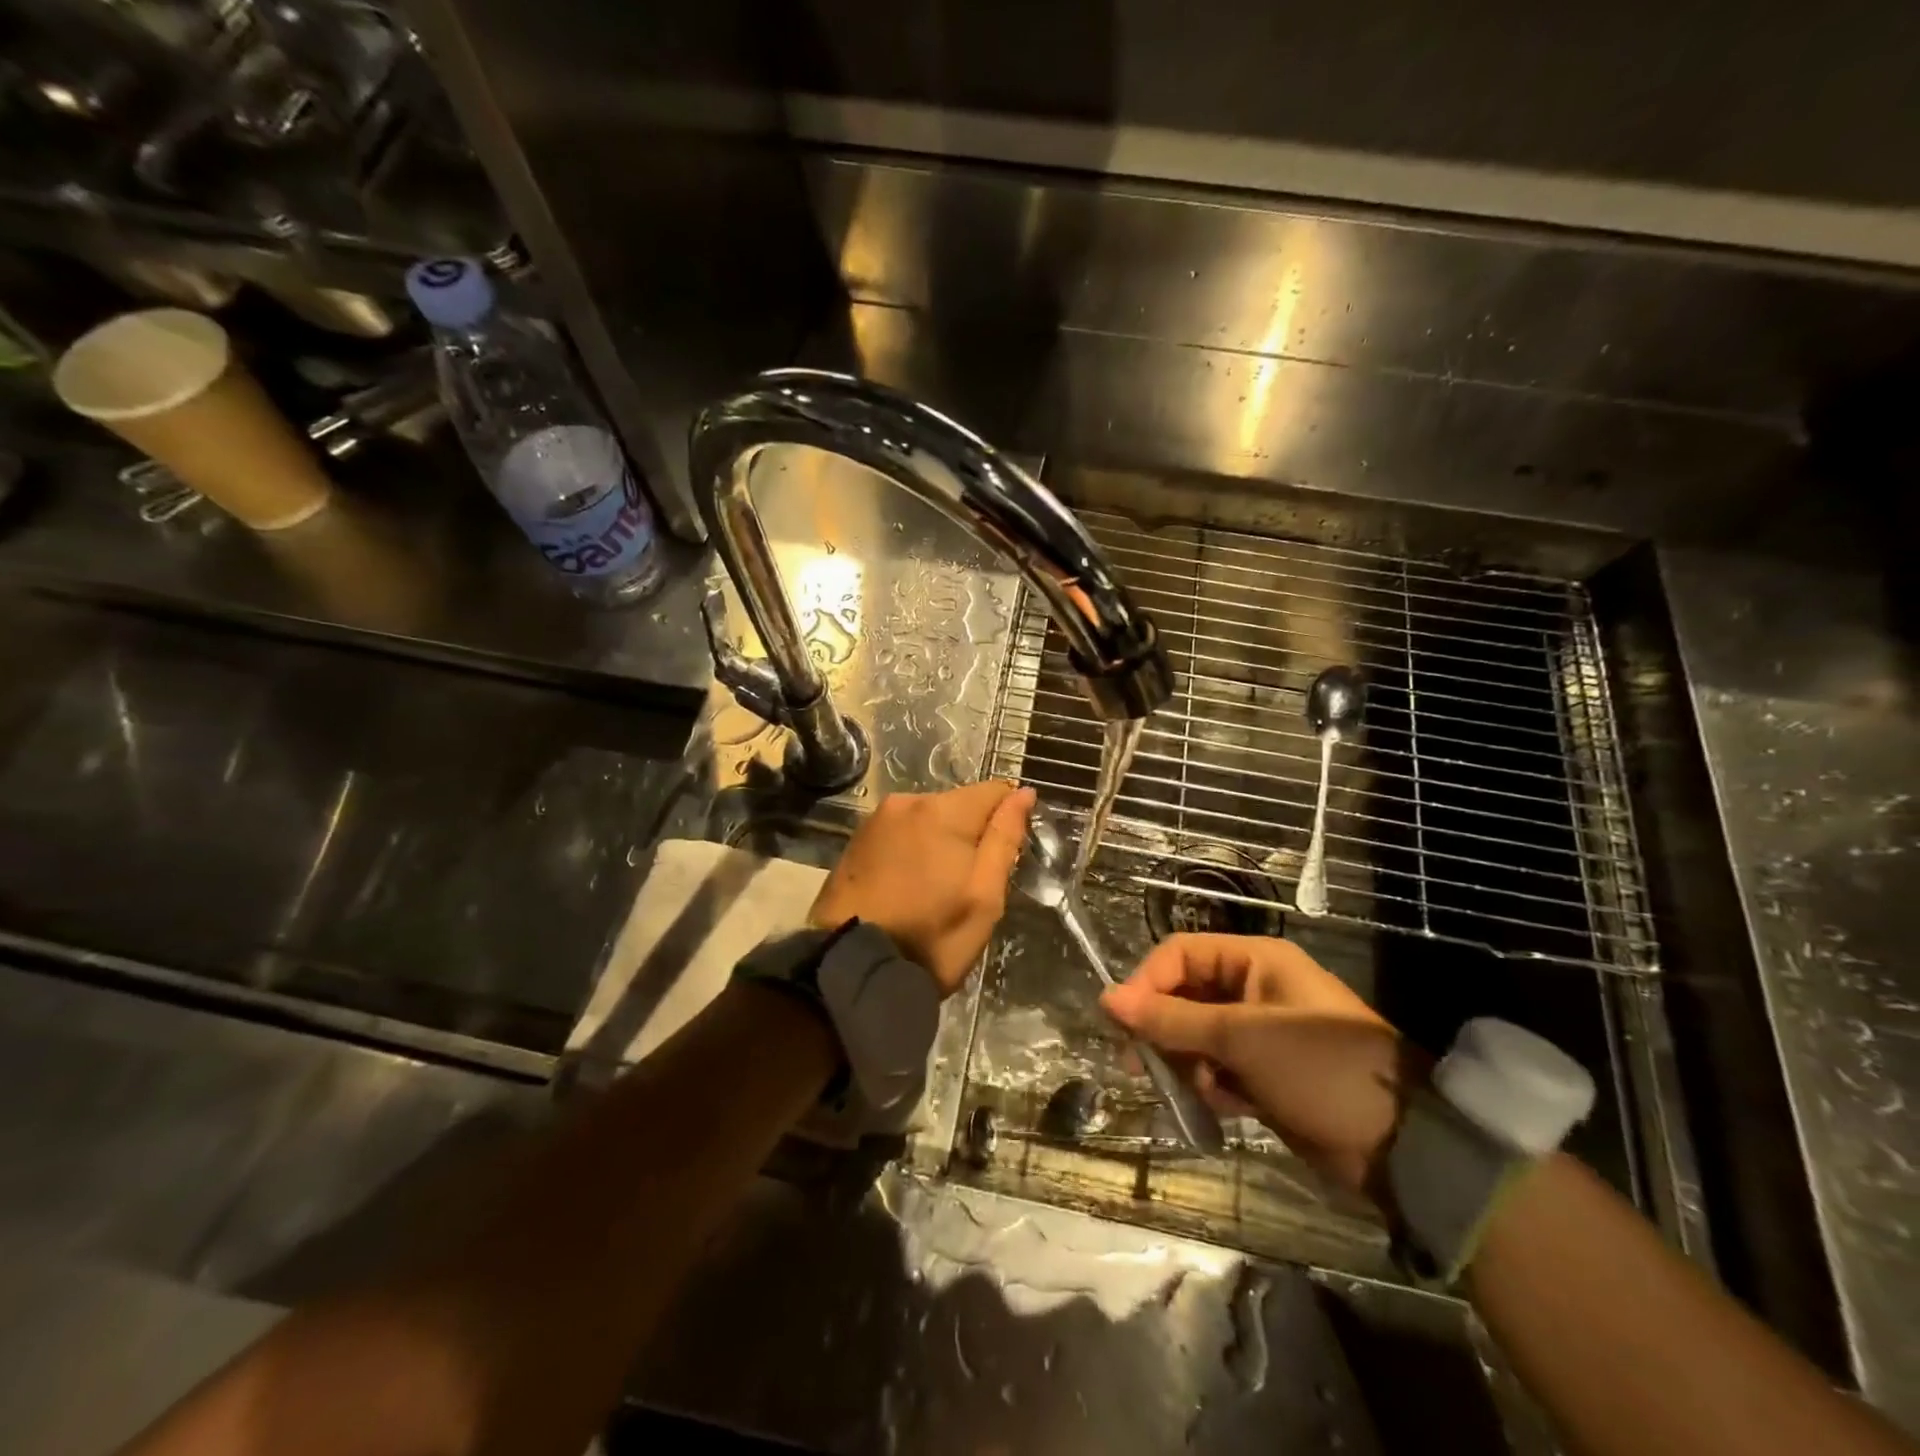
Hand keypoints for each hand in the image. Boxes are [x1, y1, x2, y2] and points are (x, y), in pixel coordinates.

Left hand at [809, 782, 1034, 995]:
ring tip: (936, 889)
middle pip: (959, 804)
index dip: (1008, 817)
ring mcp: (876, 820)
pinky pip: (900, 833)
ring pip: (928, 819)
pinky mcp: (856, 840)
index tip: (1005, 856)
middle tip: (969, 885)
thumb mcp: (984, 895)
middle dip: (971, 834)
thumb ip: (1004, 838)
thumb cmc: (930, 937)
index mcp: (942, 811)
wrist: (850, 968)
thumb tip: (1022, 793)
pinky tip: (908, 886)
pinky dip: (912, 850)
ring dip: (940, 842)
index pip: (994, 790)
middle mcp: (906, 802)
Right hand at [1101, 934, 1422, 1197]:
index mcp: (1254, 961)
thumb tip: (1106, 998)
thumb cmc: (1319, 1069)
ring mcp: (1261, 1033)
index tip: (1124, 1024)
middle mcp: (1254, 989)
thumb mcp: (1241, 1038)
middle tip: (1138, 1066)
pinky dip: (1210, 1086)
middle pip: (1184, 995)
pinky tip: (1222, 1107)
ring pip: (1196, 1035)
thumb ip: (1171, 1019)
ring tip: (1190, 1091)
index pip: (1180, 954)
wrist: (1403, 1147)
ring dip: (1185, 1061)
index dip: (1147, 982)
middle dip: (1161, 1028)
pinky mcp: (1266, 1073)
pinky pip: (1217, 1069)